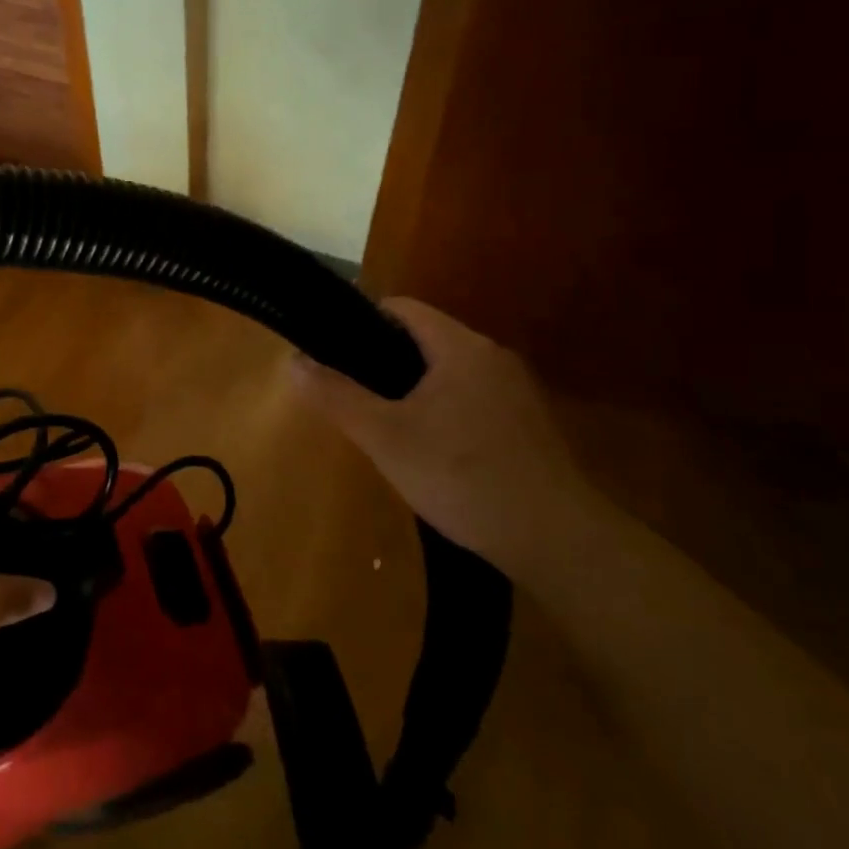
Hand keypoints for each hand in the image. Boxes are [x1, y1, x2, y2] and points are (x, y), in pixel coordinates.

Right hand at [291, 298, 608, 574]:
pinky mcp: (526, 425)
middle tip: (351, 395)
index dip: (360, 321)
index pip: (402, 309)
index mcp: (460, 347)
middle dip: (382, 361)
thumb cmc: (462, 476)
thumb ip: (336, 395)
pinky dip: (442, 410)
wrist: (556, 540)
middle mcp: (492, 357)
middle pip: (424, 339)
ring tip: (382, 424)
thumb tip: (292, 361)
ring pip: (447, 372)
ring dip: (412, 388)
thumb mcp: (384, 436)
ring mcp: (515, 391)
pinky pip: (470, 398)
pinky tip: (430, 451)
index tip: (332, 351)